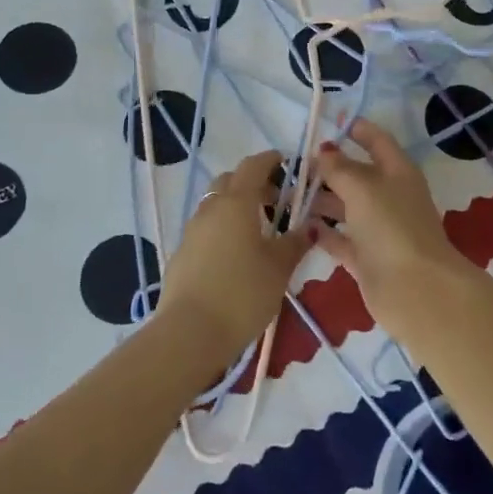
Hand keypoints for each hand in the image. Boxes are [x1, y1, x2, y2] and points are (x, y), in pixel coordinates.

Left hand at [157, 151, 312, 363]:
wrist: (189, 333)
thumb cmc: (242, 294)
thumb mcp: (278, 269)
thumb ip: (295, 243)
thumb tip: (311, 226)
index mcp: (237, 203)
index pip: (253, 166)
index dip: (270, 160)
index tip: (286, 161)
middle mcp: (211, 209)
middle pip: (230, 181)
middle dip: (252, 183)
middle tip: (276, 201)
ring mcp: (192, 231)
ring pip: (215, 205)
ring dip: (236, 207)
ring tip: (258, 231)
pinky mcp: (182, 254)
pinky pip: (206, 228)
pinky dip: (223, 229)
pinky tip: (236, 255)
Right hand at [311, 119, 474, 339]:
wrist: (415, 289)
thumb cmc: (391, 226)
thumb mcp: (362, 187)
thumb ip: (339, 167)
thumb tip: (324, 150)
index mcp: (397, 171)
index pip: (377, 141)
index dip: (356, 129)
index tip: (329, 123)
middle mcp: (389, 196)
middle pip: (357, 175)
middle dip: (328, 168)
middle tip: (293, 165)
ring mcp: (379, 229)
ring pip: (346, 207)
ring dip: (320, 200)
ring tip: (287, 194)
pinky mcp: (367, 258)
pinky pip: (340, 239)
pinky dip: (322, 232)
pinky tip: (298, 226)